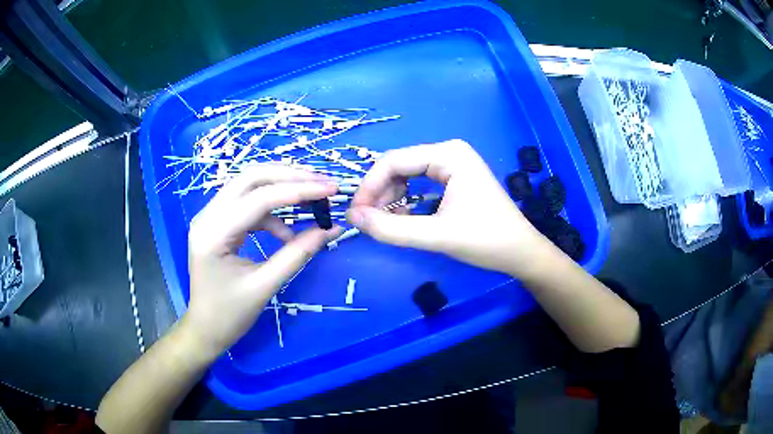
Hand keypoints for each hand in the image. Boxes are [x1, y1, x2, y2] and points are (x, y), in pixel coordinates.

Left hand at [184, 165, 340, 356]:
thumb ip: (298, 254)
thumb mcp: (265, 286)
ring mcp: (210, 217)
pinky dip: (272, 213)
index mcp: (213, 233)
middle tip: (323, 183)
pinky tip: (286, 233)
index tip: (332, 189)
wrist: (205, 330)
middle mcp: (207, 215)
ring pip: (250, 186)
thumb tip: (331, 229)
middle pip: (251, 178)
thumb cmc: (229, 315)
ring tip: (312, 202)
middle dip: (290, 177)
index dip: (299, 190)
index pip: (259, 198)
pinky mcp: (218, 223)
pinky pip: (248, 205)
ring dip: (282, 190)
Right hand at [348, 140, 550, 276]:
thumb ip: (392, 228)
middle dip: (379, 193)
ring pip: (406, 175)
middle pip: (398, 166)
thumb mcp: (437, 236)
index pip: (393, 161)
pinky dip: (405, 200)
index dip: (369, 187)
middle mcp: (448, 152)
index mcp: (448, 154)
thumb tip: (353, 218)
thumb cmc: (486, 240)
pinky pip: (419, 184)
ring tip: (382, 223)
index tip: (354, 215)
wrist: (520, 253)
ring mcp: (452, 164)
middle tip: (366, 222)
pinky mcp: (454, 179)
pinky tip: (401, 218)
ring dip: (390, 198)